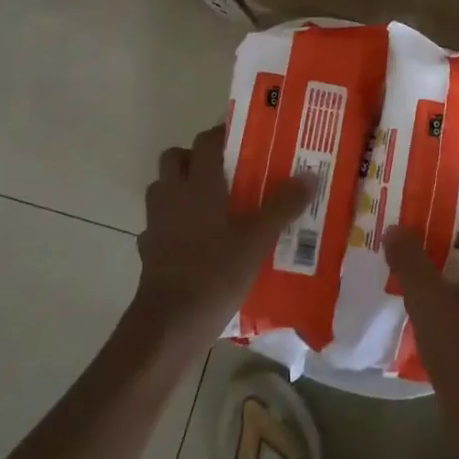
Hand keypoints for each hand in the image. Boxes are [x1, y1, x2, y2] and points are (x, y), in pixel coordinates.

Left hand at [131, 124, 312, 348]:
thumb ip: (283, 205)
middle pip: (175, 158)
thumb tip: (309, 175)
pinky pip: (159, 224)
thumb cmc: (215, 273)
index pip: (206, 141)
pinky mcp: (148, 250)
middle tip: (226, 170)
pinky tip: (195, 239)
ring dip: (181, 188)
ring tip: (212, 202)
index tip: (244, 138)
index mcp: (199, 184)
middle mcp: (173, 195)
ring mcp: (156, 223)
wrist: (169, 324)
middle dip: (196, 157)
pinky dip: (173, 224)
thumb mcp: (258, 239)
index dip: (222, 134)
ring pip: (163, 189)